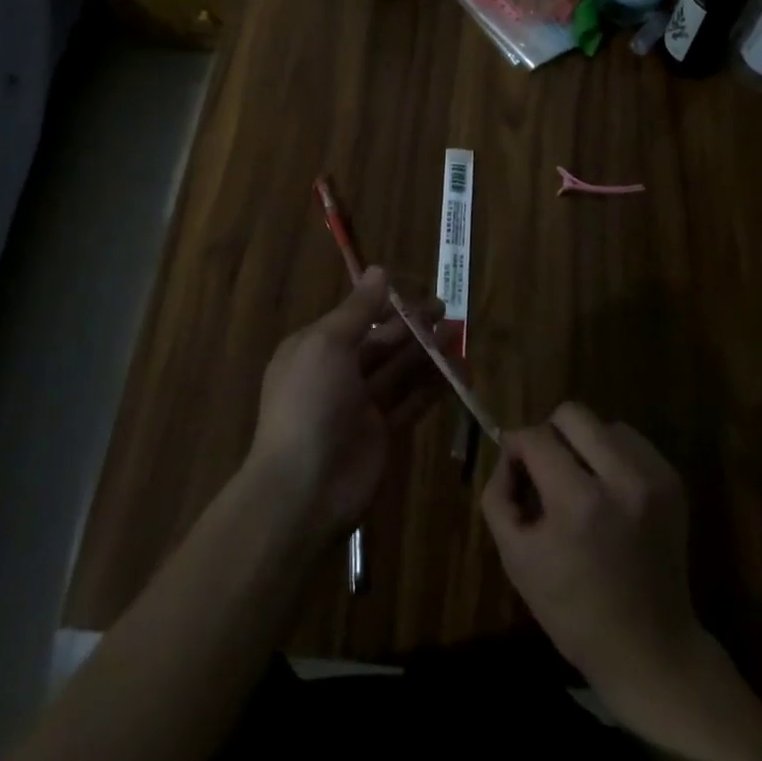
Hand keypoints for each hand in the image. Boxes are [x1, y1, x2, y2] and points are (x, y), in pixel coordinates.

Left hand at [247, 268, 444, 538]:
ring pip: (400, 370)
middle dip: (413, 326)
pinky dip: (434, 386)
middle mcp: (337, 372)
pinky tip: (459, 372)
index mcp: (316, 348)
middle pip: (381, 342)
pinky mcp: (382, 433)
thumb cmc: (310, 404)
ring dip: (428, 352)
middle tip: (448, 311)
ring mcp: (361, 405)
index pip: (356, 317)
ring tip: (459, 335)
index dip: (386, 304)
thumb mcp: (327, 345)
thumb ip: (357, 309)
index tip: (418, 292)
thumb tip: (379, 270)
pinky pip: (412, 401)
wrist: (302, 490)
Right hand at [481, 402, 703, 705]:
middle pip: (572, 414)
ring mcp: (654, 478)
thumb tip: (509, 453)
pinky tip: (608, 492)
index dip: (516, 444)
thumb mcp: (516, 559)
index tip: (514, 464)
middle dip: (550, 434)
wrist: (650, 649)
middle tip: (546, 469)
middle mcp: (622, 479)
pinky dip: (612, 455)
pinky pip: (630, 442)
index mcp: (579, 503)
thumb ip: (500, 495)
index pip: (536, 437)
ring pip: (603, 424)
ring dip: (583, 444)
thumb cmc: (573, 611)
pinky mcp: (673, 481)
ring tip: (581, 483)